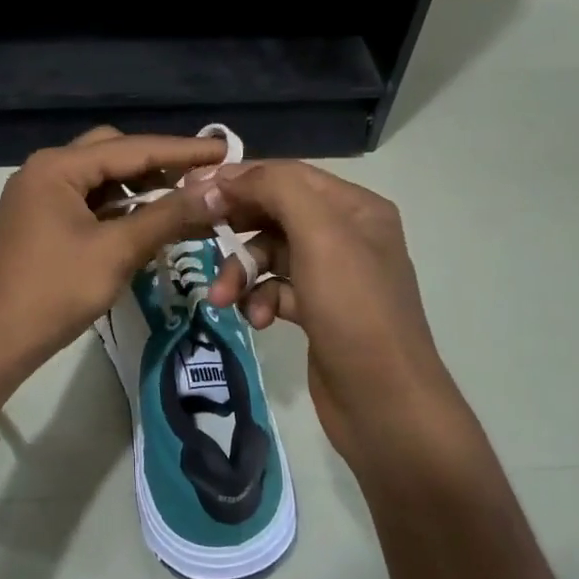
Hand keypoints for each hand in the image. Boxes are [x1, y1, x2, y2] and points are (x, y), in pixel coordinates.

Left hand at [0, 127, 228, 389]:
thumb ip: (166, 217)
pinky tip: (147, 224)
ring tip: (183, 202)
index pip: (133, 148)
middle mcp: (46, 172)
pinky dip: (120, 211)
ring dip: (140, 189)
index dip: (183, 150)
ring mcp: (39, 198)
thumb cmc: (52, 292)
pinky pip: (89, 205)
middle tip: (202, 180)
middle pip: (113, 154)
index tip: (227, 150)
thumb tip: (216, 191)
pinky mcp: (40, 224)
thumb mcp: (115, 252)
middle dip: (159, 165)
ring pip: (101, 181)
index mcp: (58, 167)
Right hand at [205, 161, 461, 463]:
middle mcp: (347, 235)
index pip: (288, 175)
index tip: (193, 189)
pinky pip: (276, 289)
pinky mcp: (318, 311)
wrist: (385, 402)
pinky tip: (258, 321)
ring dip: (243, 272)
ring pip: (271, 255)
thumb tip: (228, 176)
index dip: (241, 178)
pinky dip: (260, 300)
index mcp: (356, 208)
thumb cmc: (354, 311)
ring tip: (223, 300)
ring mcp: (333, 276)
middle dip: (237, 230)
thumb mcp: (321, 236)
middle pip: (276, 214)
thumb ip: (277, 191)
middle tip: (197, 236)